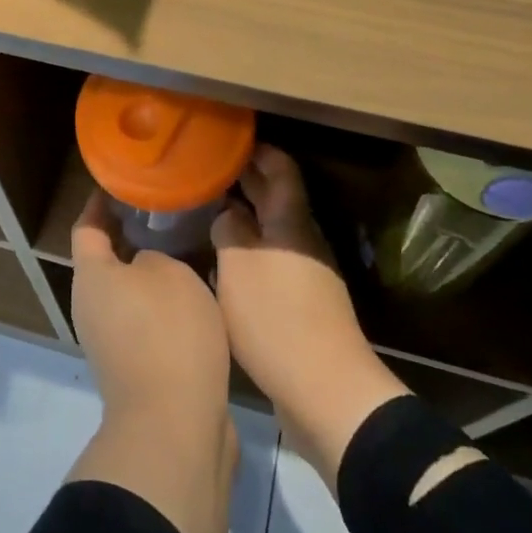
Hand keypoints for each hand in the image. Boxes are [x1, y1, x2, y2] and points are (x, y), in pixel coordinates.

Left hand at [67, 191, 238, 532]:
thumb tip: (146, 265)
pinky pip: (146, 319)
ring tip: (187, 246)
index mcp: (91, 277)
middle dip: (132, 235)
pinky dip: (164, 303)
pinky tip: (196, 292)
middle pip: (106, 260)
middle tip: (166, 211)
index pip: (87, 226)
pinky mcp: (136, 367)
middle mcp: (92, 307)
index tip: (121, 181)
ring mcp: (112, 341)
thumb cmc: (167, 333)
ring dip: (152, 270)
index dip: (100, 202)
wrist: (175, 426)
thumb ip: (154, 255)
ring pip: (129, 291)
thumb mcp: (168, 272)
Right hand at [212, 145, 409, 489]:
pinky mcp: (301, 304)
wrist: (325, 390)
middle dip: (245, 181)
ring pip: (271, 231)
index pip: (280, 168)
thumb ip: (229, 230)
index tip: (228, 141)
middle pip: (276, 198)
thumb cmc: (276, 318)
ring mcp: (305, 273)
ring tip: (206, 213)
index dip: (258, 151)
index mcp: (291, 221)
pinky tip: (221, 262)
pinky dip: (248, 252)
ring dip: (244, 218)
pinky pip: (271, 262)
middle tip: (208, 171)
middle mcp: (302, 240)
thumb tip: (227, 214)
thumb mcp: (238, 266)